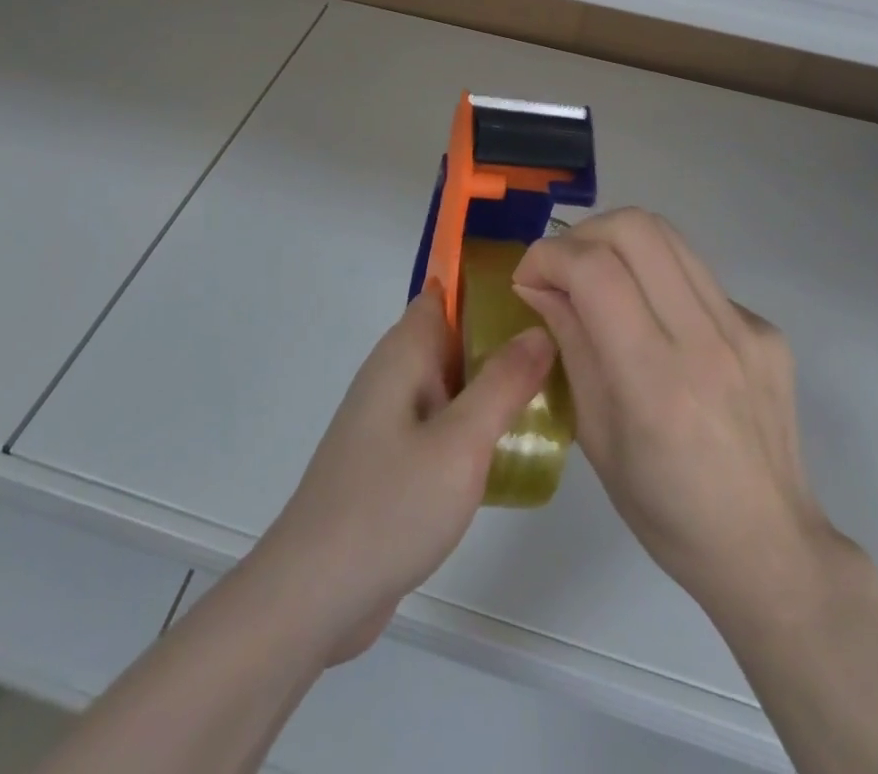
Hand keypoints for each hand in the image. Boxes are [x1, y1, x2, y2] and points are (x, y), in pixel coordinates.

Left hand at [247, 291, 553, 664]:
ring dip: (489, 385)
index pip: (442, 294)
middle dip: (498, 339)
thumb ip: (503, 383)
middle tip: (560, 350)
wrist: (317, 591)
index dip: (484, 286)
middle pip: (450, 338)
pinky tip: (508, 449)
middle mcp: (392, 376)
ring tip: (549, 395)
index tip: (536, 294)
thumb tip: (538, 330)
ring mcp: (388, 420)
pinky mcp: (390, 459)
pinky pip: (439, 423)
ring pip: (448, 384)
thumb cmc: (391, 504)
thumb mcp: (461, 442)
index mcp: (402, 355)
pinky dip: (471, 424)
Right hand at [513, 209, 844, 615]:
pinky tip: (653, 320)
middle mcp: (705, 340)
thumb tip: (537, 284)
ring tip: (598, 278)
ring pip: (668, 235)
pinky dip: (657, 277)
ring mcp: (744, 329)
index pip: (595, 271)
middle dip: (582, 235)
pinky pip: (696, 273)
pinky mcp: (766, 328)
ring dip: (617, 242)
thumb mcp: (594, 435)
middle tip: (562, 271)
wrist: (769, 548)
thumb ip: (569, 344)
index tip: (527, 278)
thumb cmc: (665, 511)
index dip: (547, 257)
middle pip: (635, 229)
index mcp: (655, 381)